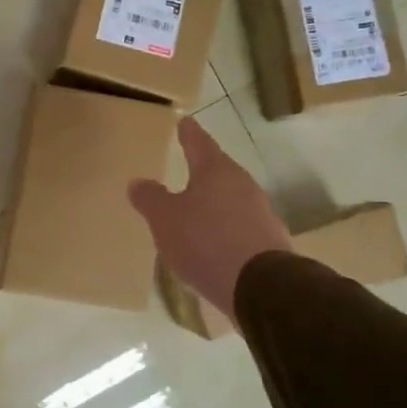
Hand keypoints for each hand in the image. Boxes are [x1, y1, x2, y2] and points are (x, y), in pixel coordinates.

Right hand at [128, 115, 292, 322]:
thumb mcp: (165, 219)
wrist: (261, 286)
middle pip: (218, 171)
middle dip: (202, 170)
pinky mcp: (269, 240)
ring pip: (230, 199)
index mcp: (216, 170)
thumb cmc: (206, 241)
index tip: (183, 121)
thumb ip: (150, 198)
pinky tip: (213, 244)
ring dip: (213, 203)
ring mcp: (260, 212)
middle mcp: (242, 184)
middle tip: (185, 168)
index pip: (198, 142)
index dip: (188, 132)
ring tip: (195, 212)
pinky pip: (239, 226)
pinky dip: (224, 229)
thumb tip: (138, 182)